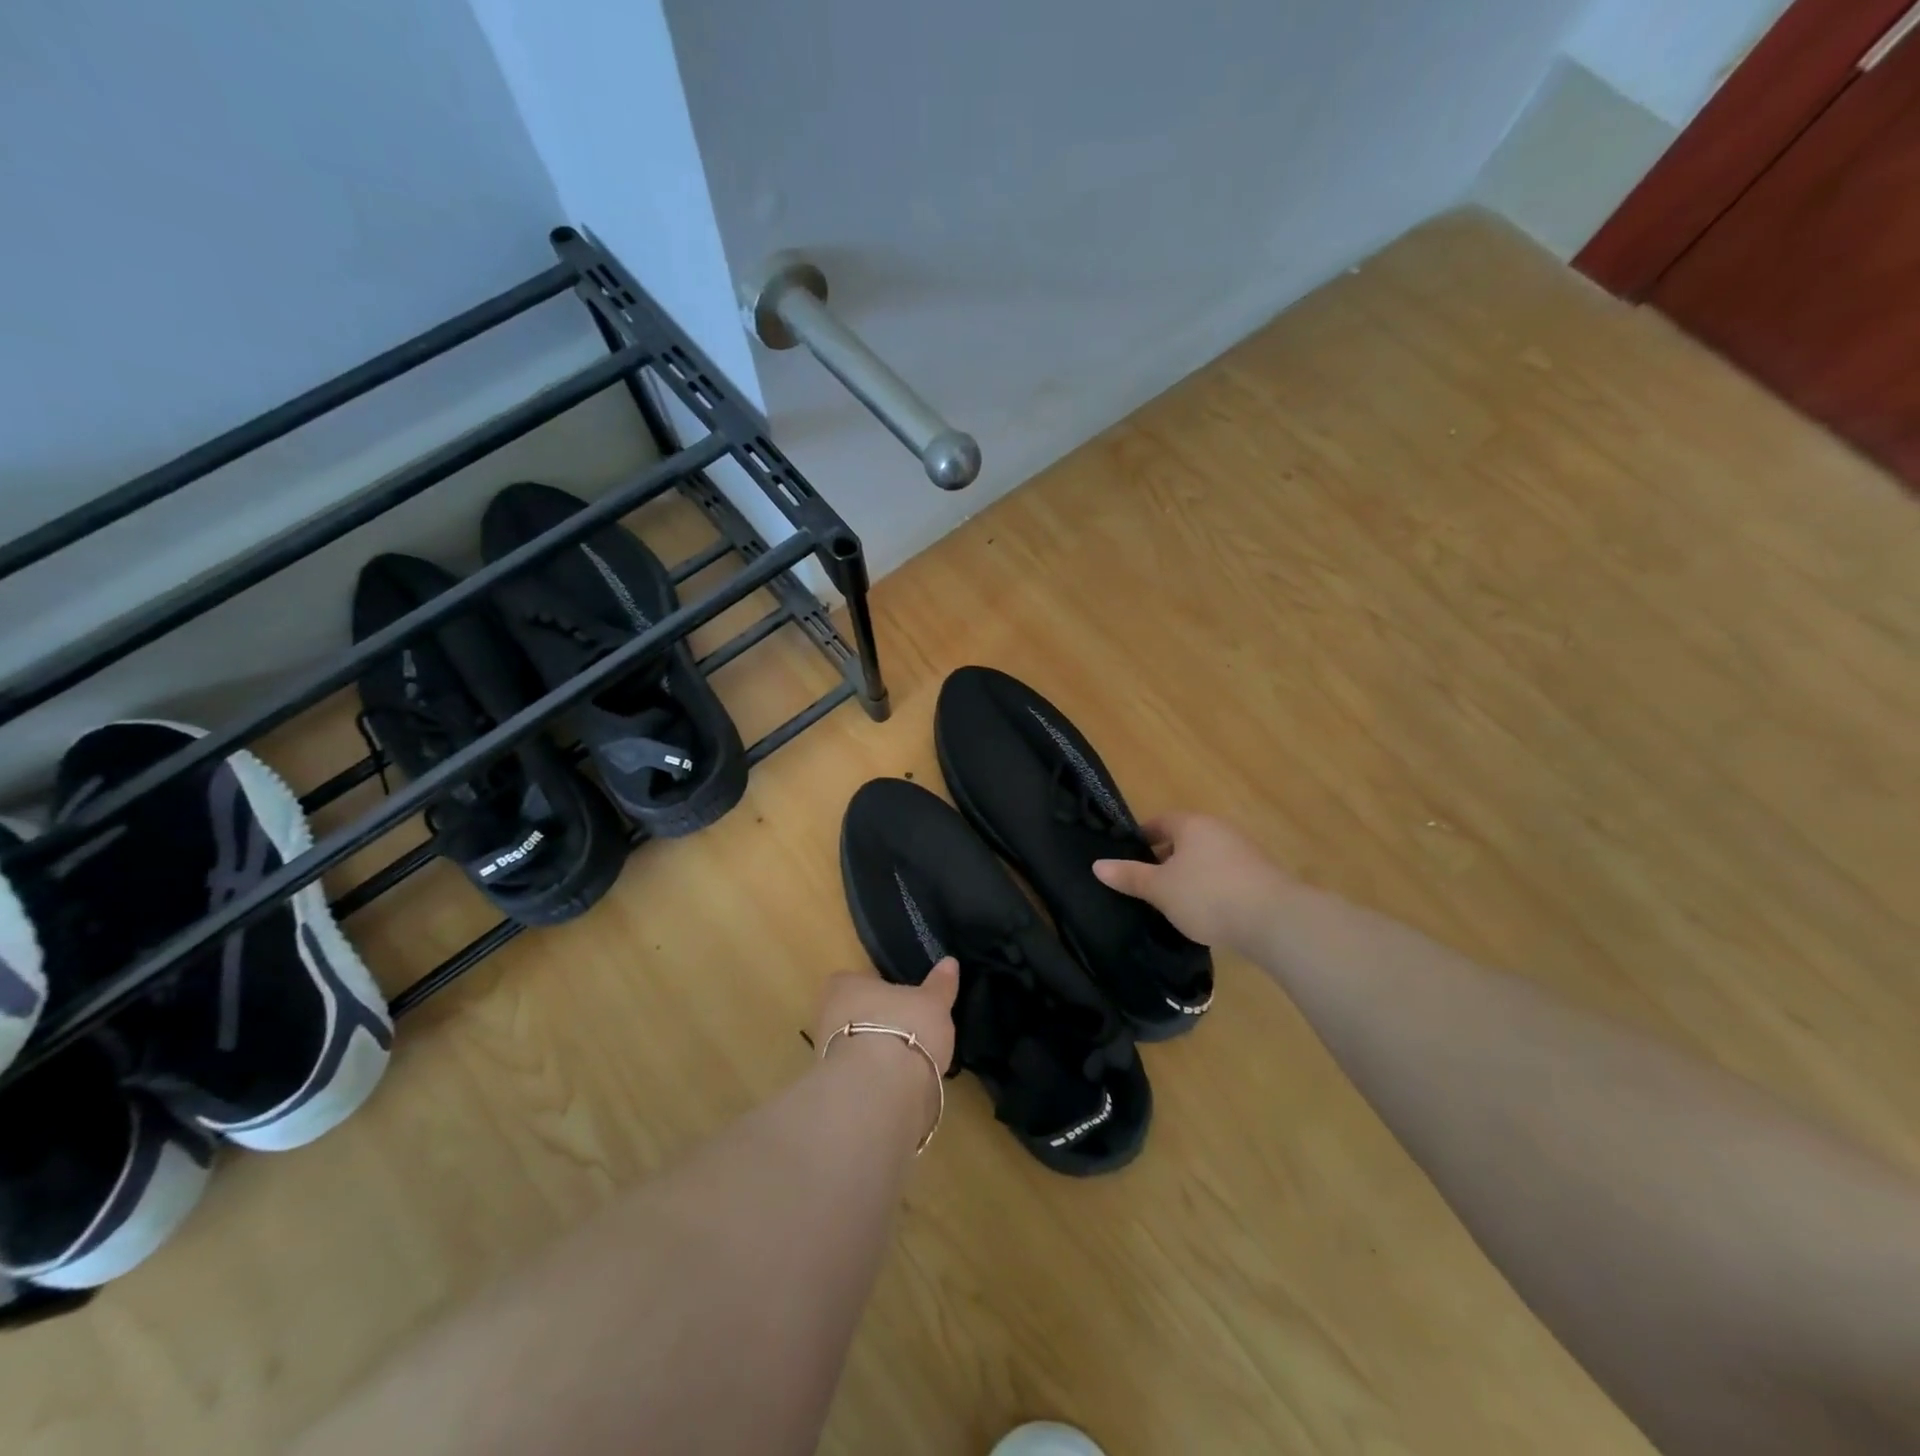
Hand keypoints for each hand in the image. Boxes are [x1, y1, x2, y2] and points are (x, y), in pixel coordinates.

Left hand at [812, 959, 958, 1074]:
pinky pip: (859, 1074)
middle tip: (907, 1028)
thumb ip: (940, 984)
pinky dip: (876, 1077)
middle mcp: (827, 1014)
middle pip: (853, 1013)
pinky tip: (899, 1084)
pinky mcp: (836, 1088)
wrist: (880, 1089)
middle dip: (876, 1021)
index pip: (857, 980)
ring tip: (908, 1059)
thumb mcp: (933, 1003)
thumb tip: (950, 962)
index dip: (878, 989)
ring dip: (875, 1052)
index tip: (899, 998)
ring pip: (854, 1045)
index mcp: (845, 985)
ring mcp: (826, 1053)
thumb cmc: (905, 1027)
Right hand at [1093, 812, 1287, 949]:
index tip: (1128, 857)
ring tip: (1174, 902)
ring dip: (1189, 875)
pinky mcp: (1261, 877)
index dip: (1142, 837)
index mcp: (1192, 824)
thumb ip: (1130, 876)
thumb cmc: (1207, 895)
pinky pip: (1225, 876)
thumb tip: (1097, 865)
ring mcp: (1244, 852)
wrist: (1275, 920)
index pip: (1160, 821)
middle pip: (1185, 839)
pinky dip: (1211, 888)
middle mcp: (1219, 830)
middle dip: (1165, 858)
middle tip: (1147, 883)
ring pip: (1206, 858)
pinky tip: (1206, 912)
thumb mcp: (1160, 889)